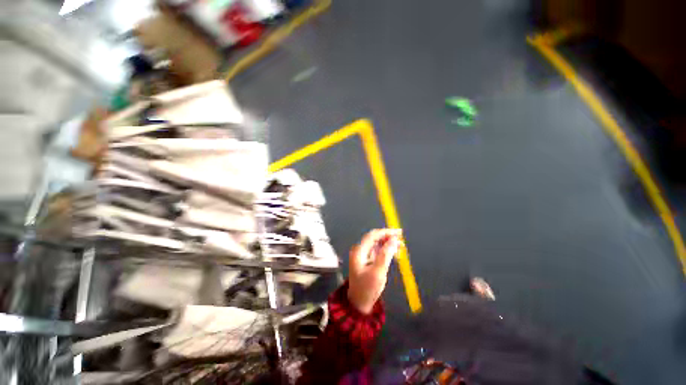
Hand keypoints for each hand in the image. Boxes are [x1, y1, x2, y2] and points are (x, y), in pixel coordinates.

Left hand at [347, 229, 402, 313]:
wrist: (359, 303)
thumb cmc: (367, 288)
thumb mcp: (378, 272)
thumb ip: (386, 254)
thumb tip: (394, 239)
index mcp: (359, 251)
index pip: (373, 235)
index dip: (386, 232)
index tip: (399, 233)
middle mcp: (360, 250)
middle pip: (375, 238)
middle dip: (388, 237)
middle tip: (402, 239)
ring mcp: (363, 255)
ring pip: (377, 244)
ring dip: (388, 243)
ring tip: (401, 246)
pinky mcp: (366, 260)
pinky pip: (377, 251)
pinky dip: (386, 250)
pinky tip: (394, 253)